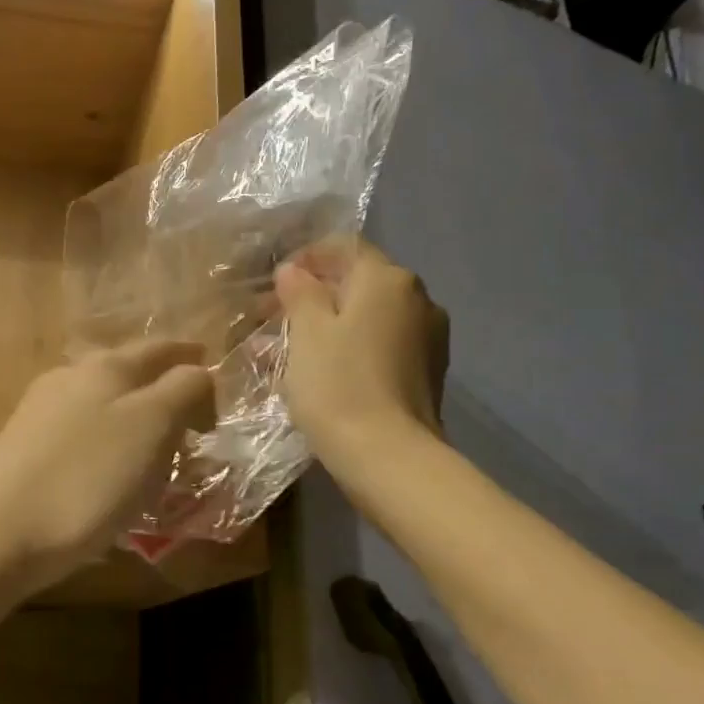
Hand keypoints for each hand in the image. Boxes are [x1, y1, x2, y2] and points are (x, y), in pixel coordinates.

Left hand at [0, 342, 214, 590]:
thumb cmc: (87, 477)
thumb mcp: (151, 426)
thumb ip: (183, 389)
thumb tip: (198, 372)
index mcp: (105, 366)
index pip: (159, 348)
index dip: (191, 358)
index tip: (214, 372)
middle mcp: (69, 378)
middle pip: (127, 373)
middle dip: (162, 390)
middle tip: (194, 420)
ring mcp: (40, 413)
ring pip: (102, 405)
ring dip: (135, 419)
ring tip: (158, 451)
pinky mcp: (23, 449)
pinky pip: (82, 436)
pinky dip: (109, 445)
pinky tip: (112, 473)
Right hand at [274, 239, 449, 470]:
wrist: (389, 457)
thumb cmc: (339, 385)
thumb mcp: (307, 332)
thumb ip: (300, 292)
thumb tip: (294, 271)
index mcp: (388, 280)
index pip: (345, 247)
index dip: (307, 258)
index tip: (275, 283)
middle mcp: (417, 298)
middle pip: (358, 283)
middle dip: (314, 296)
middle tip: (274, 320)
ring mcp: (428, 336)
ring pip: (369, 317)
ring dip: (330, 324)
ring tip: (290, 351)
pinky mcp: (428, 371)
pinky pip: (382, 344)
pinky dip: (352, 347)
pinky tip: (324, 371)